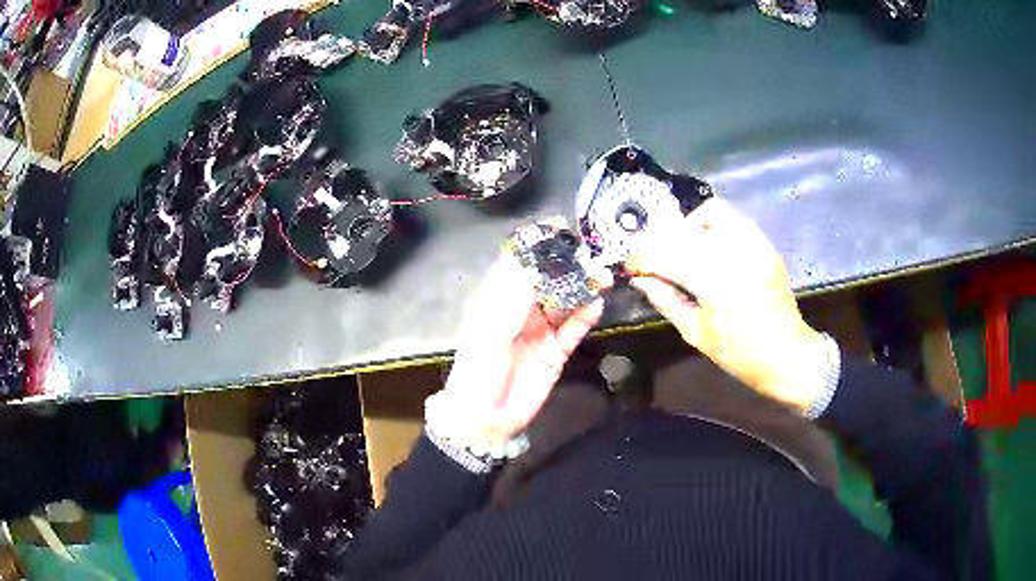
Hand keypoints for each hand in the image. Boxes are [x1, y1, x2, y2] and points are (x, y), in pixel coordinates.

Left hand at [429, 253, 605, 450]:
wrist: (487, 417)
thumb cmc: (479, 368)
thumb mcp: (491, 328)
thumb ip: (516, 295)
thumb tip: (539, 262)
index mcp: (498, 300)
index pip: (520, 265)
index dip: (538, 247)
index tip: (561, 230)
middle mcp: (521, 311)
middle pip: (548, 281)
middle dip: (569, 267)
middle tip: (592, 255)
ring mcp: (541, 331)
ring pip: (565, 303)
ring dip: (582, 290)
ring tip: (603, 277)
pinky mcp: (556, 352)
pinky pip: (573, 330)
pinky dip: (585, 317)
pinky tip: (597, 305)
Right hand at [628, 198, 827, 414]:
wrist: (788, 354)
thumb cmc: (740, 354)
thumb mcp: (697, 334)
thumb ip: (667, 301)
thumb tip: (641, 280)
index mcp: (718, 283)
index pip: (669, 255)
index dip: (644, 258)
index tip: (632, 266)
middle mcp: (737, 254)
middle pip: (686, 230)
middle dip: (663, 241)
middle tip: (654, 257)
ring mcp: (755, 244)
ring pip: (712, 212)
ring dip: (689, 227)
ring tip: (683, 248)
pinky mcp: (765, 244)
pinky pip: (734, 219)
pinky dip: (713, 227)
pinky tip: (708, 248)